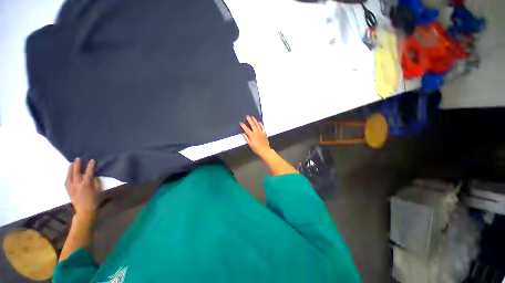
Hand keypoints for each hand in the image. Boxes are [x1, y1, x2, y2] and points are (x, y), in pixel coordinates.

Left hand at [65, 158, 100, 216]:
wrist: (85, 210)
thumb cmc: (95, 199)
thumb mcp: (98, 190)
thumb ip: (95, 181)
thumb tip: (93, 176)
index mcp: (86, 184)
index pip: (89, 172)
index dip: (91, 165)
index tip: (92, 160)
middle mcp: (77, 184)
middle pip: (76, 172)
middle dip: (77, 165)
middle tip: (78, 158)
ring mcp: (71, 187)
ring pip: (69, 175)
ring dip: (70, 169)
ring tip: (72, 163)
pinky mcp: (68, 190)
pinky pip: (67, 180)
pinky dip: (68, 175)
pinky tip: (69, 173)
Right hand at [240, 115, 271, 156]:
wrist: (264, 150)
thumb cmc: (256, 148)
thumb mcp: (250, 144)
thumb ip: (246, 138)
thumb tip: (243, 134)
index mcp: (252, 136)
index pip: (246, 129)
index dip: (243, 126)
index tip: (241, 123)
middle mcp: (256, 133)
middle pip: (252, 125)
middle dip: (249, 120)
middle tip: (247, 116)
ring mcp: (261, 132)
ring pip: (257, 125)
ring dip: (255, 120)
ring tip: (252, 117)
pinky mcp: (264, 133)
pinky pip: (262, 127)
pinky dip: (260, 124)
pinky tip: (259, 122)